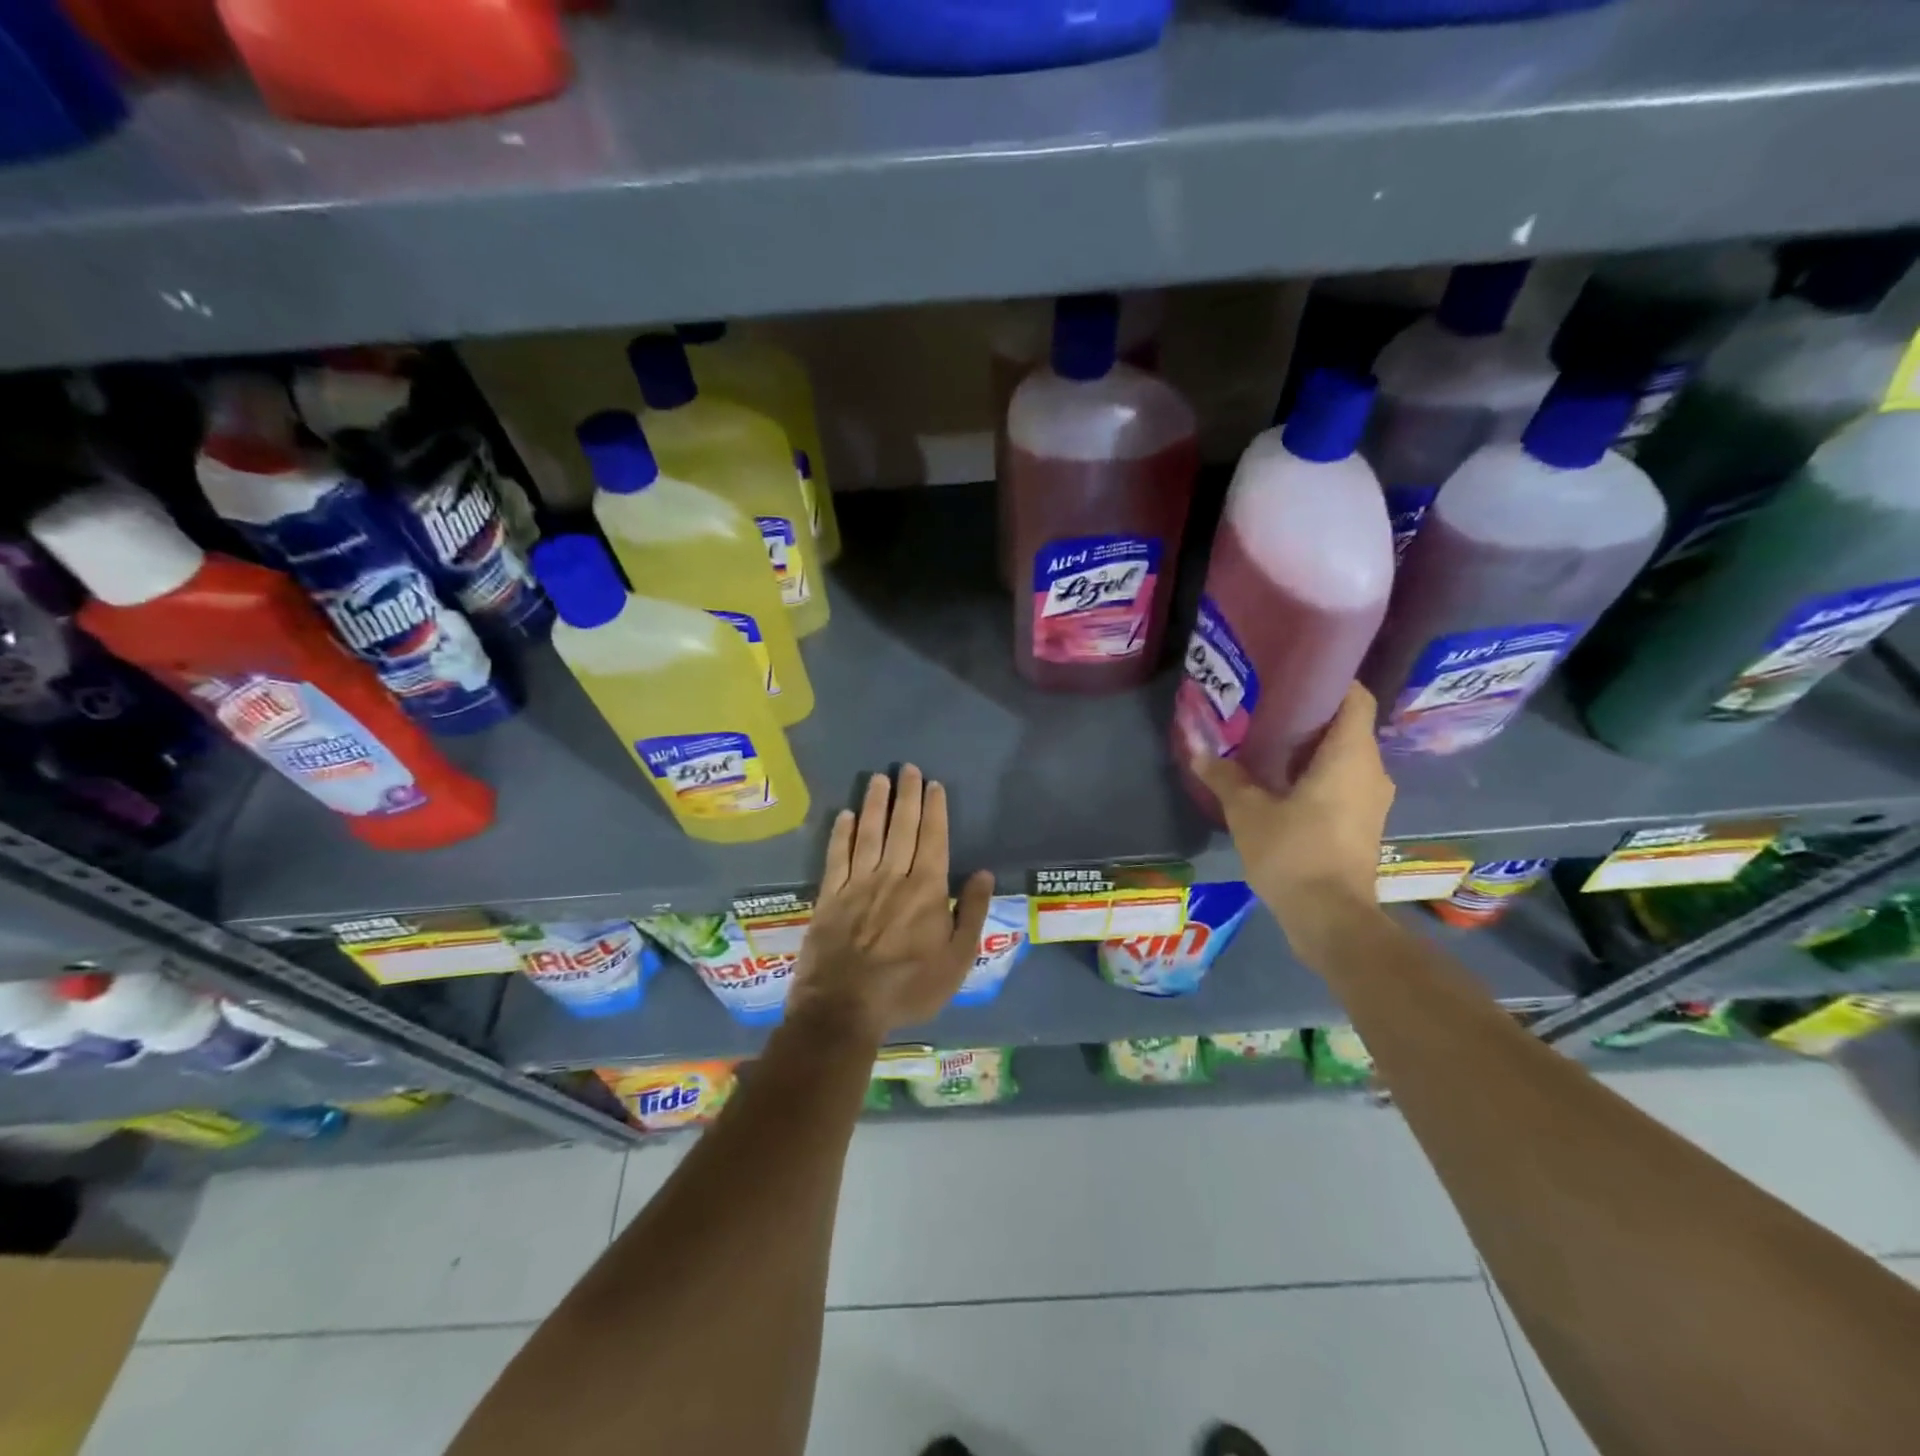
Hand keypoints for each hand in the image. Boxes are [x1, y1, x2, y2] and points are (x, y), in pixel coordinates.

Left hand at [786, 764, 994, 1043]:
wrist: (845, 1008)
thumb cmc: (909, 987)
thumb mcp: (957, 959)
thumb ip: (973, 913)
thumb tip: (985, 873)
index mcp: (927, 889)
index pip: (934, 838)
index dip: (935, 809)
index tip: (934, 785)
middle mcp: (893, 876)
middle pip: (902, 827)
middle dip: (907, 795)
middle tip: (908, 768)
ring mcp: (858, 883)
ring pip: (869, 833)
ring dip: (875, 803)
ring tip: (879, 778)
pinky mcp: (829, 896)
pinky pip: (837, 856)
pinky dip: (842, 833)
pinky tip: (846, 815)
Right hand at [1190, 682, 1392, 955]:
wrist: (1331, 919)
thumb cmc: (1294, 853)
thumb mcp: (1249, 812)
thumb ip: (1224, 776)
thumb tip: (1197, 748)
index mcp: (1350, 756)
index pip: (1356, 697)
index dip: (1331, 680)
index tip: (1295, 674)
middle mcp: (1371, 771)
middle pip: (1347, 726)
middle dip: (1310, 715)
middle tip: (1267, 708)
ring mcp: (1372, 800)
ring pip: (1345, 756)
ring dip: (1312, 748)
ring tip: (1268, 743)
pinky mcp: (1364, 824)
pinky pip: (1344, 782)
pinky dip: (1318, 774)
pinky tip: (1282, 783)